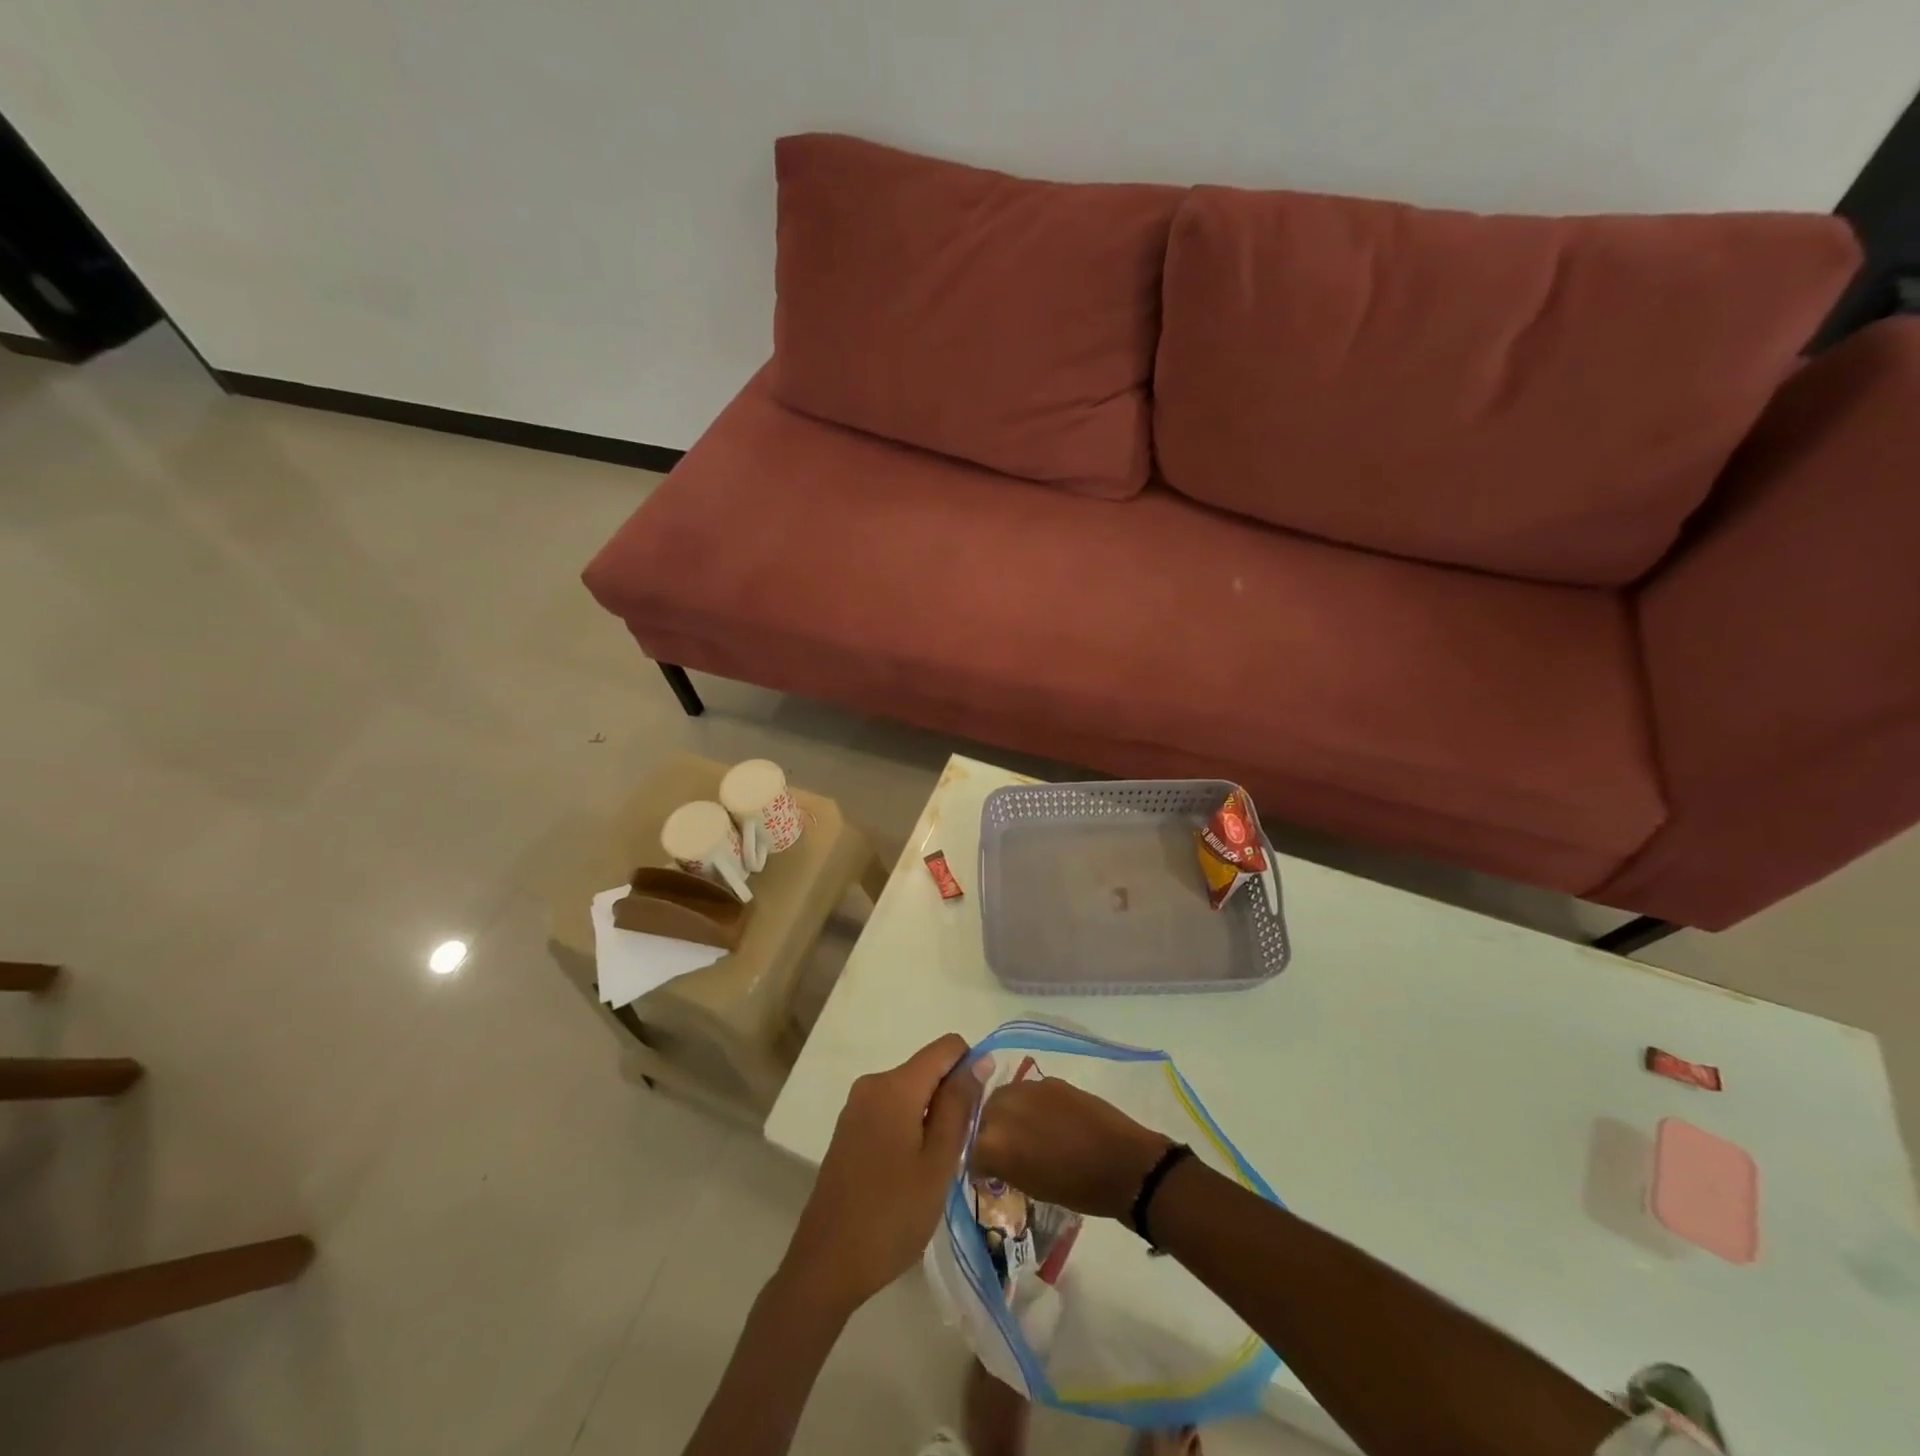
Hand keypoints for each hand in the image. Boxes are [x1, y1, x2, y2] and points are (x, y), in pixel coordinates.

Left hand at [779, 1033, 975, 1318]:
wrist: (827, 1264)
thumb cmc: (892, 1215)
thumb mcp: (938, 1161)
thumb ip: (959, 1105)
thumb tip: (980, 1059)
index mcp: (896, 1085)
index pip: (947, 1047)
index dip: (970, 1069)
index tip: (975, 1114)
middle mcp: (873, 1083)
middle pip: (928, 1070)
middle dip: (950, 1100)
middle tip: (955, 1153)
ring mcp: (856, 1106)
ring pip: (911, 1092)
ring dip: (931, 1118)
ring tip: (933, 1169)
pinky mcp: (849, 1129)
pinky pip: (891, 1110)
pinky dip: (909, 1129)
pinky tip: (908, 1174)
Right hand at [971, 1077, 1171, 1220]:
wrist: (1121, 1163)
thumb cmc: (1076, 1189)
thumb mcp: (1030, 1186)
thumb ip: (1004, 1165)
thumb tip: (994, 1158)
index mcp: (994, 1142)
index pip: (970, 1149)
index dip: (979, 1163)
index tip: (988, 1172)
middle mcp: (1003, 1108)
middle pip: (982, 1114)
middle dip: (989, 1131)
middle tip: (1005, 1150)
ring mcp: (1028, 1089)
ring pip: (1004, 1098)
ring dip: (1008, 1114)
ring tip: (1025, 1132)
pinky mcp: (1050, 1080)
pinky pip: (1029, 1092)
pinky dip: (1031, 1105)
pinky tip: (1046, 1121)